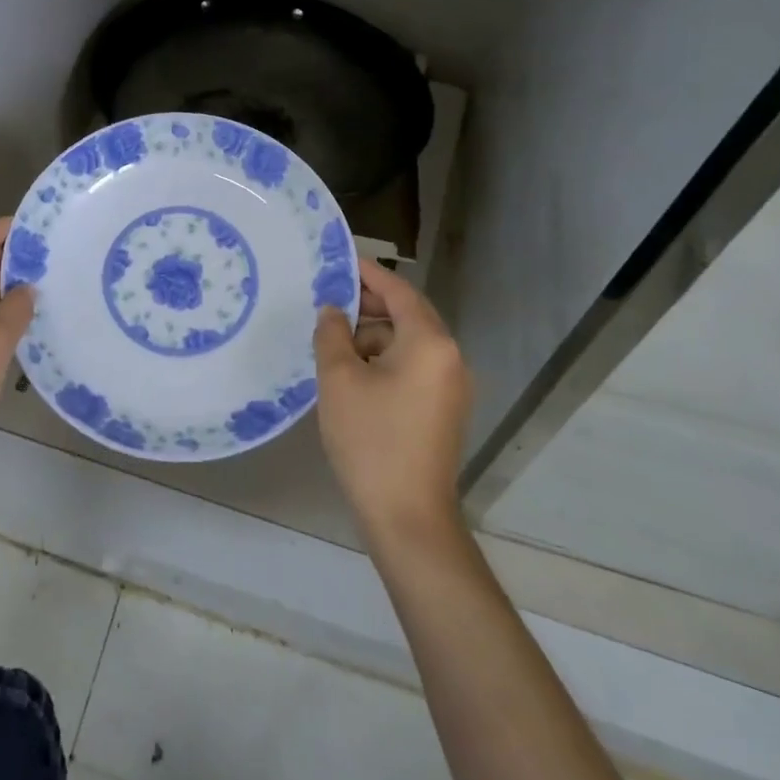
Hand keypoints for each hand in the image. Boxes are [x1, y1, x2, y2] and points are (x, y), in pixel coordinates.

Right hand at [314, 259, 472, 541]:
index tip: (340, 261)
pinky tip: (353, 371)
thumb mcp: (339, 379)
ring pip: (409, 343)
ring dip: (374, 335)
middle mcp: (449, 358)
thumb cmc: (371, 440)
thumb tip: (332, 311)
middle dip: (369, 304)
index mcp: (430, 343)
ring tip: (334, 339)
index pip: (399, 291)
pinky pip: (414, 367)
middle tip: (329, 299)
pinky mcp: (443, 410)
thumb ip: (332, 334)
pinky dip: (385, 359)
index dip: (368, 273)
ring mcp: (450, 386)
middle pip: (408, 315)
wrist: (408, 519)